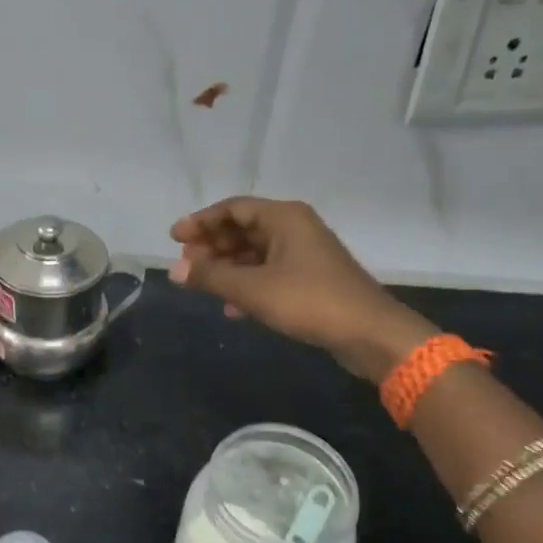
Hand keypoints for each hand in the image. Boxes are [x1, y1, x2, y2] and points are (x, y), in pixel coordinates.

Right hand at [169, 197, 436, 380]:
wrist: (369, 333)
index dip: (201, 221)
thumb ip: (211, 278)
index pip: (233, 208)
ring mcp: (304, 254)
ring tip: (201, 285)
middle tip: (186, 265)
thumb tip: (173, 270)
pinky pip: (268, 273)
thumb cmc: (309, 301)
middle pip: (243, 229)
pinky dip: (247, 285)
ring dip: (227, 268)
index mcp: (284, 218)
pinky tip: (231, 308)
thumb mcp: (253, 289)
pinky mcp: (310, 280)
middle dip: (212, 246)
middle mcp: (294, 228)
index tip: (174, 238)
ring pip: (255, 253)